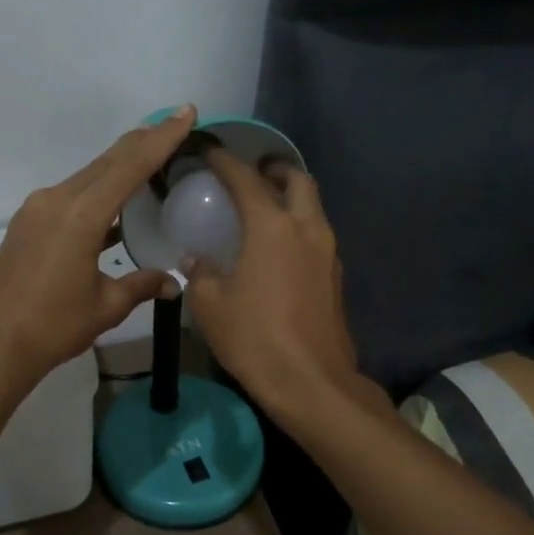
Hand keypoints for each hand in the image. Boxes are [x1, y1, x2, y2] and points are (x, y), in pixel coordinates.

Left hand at [0, 107, 196, 383]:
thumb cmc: (52, 327)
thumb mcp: (105, 306)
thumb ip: (140, 285)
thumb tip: (171, 283)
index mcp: (81, 215)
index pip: (130, 166)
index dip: (161, 138)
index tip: (185, 113)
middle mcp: (56, 200)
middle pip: (107, 161)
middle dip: (142, 141)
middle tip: (174, 124)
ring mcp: (37, 210)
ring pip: (87, 176)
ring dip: (118, 165)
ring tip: (151, 156)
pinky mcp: (26, 223)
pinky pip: (70, 195)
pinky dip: (97, 190)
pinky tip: (114, 203)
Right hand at [185, 150, 366, 424]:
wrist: (310, 382)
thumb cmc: (254, 337)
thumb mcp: (210, 305)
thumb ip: (201, 273)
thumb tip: (197, 260)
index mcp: (272, 227)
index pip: (246, 180)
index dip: (226, 162)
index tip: (211, 152)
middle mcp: (306, 229)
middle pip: (298, 181)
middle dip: (275, 170)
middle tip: (252, 174)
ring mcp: (328, 253)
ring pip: (313, 208)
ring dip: (291, 199)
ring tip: (263, 209)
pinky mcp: (336, 278)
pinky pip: (317, 236)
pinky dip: (298, 228)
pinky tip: (277, 248)